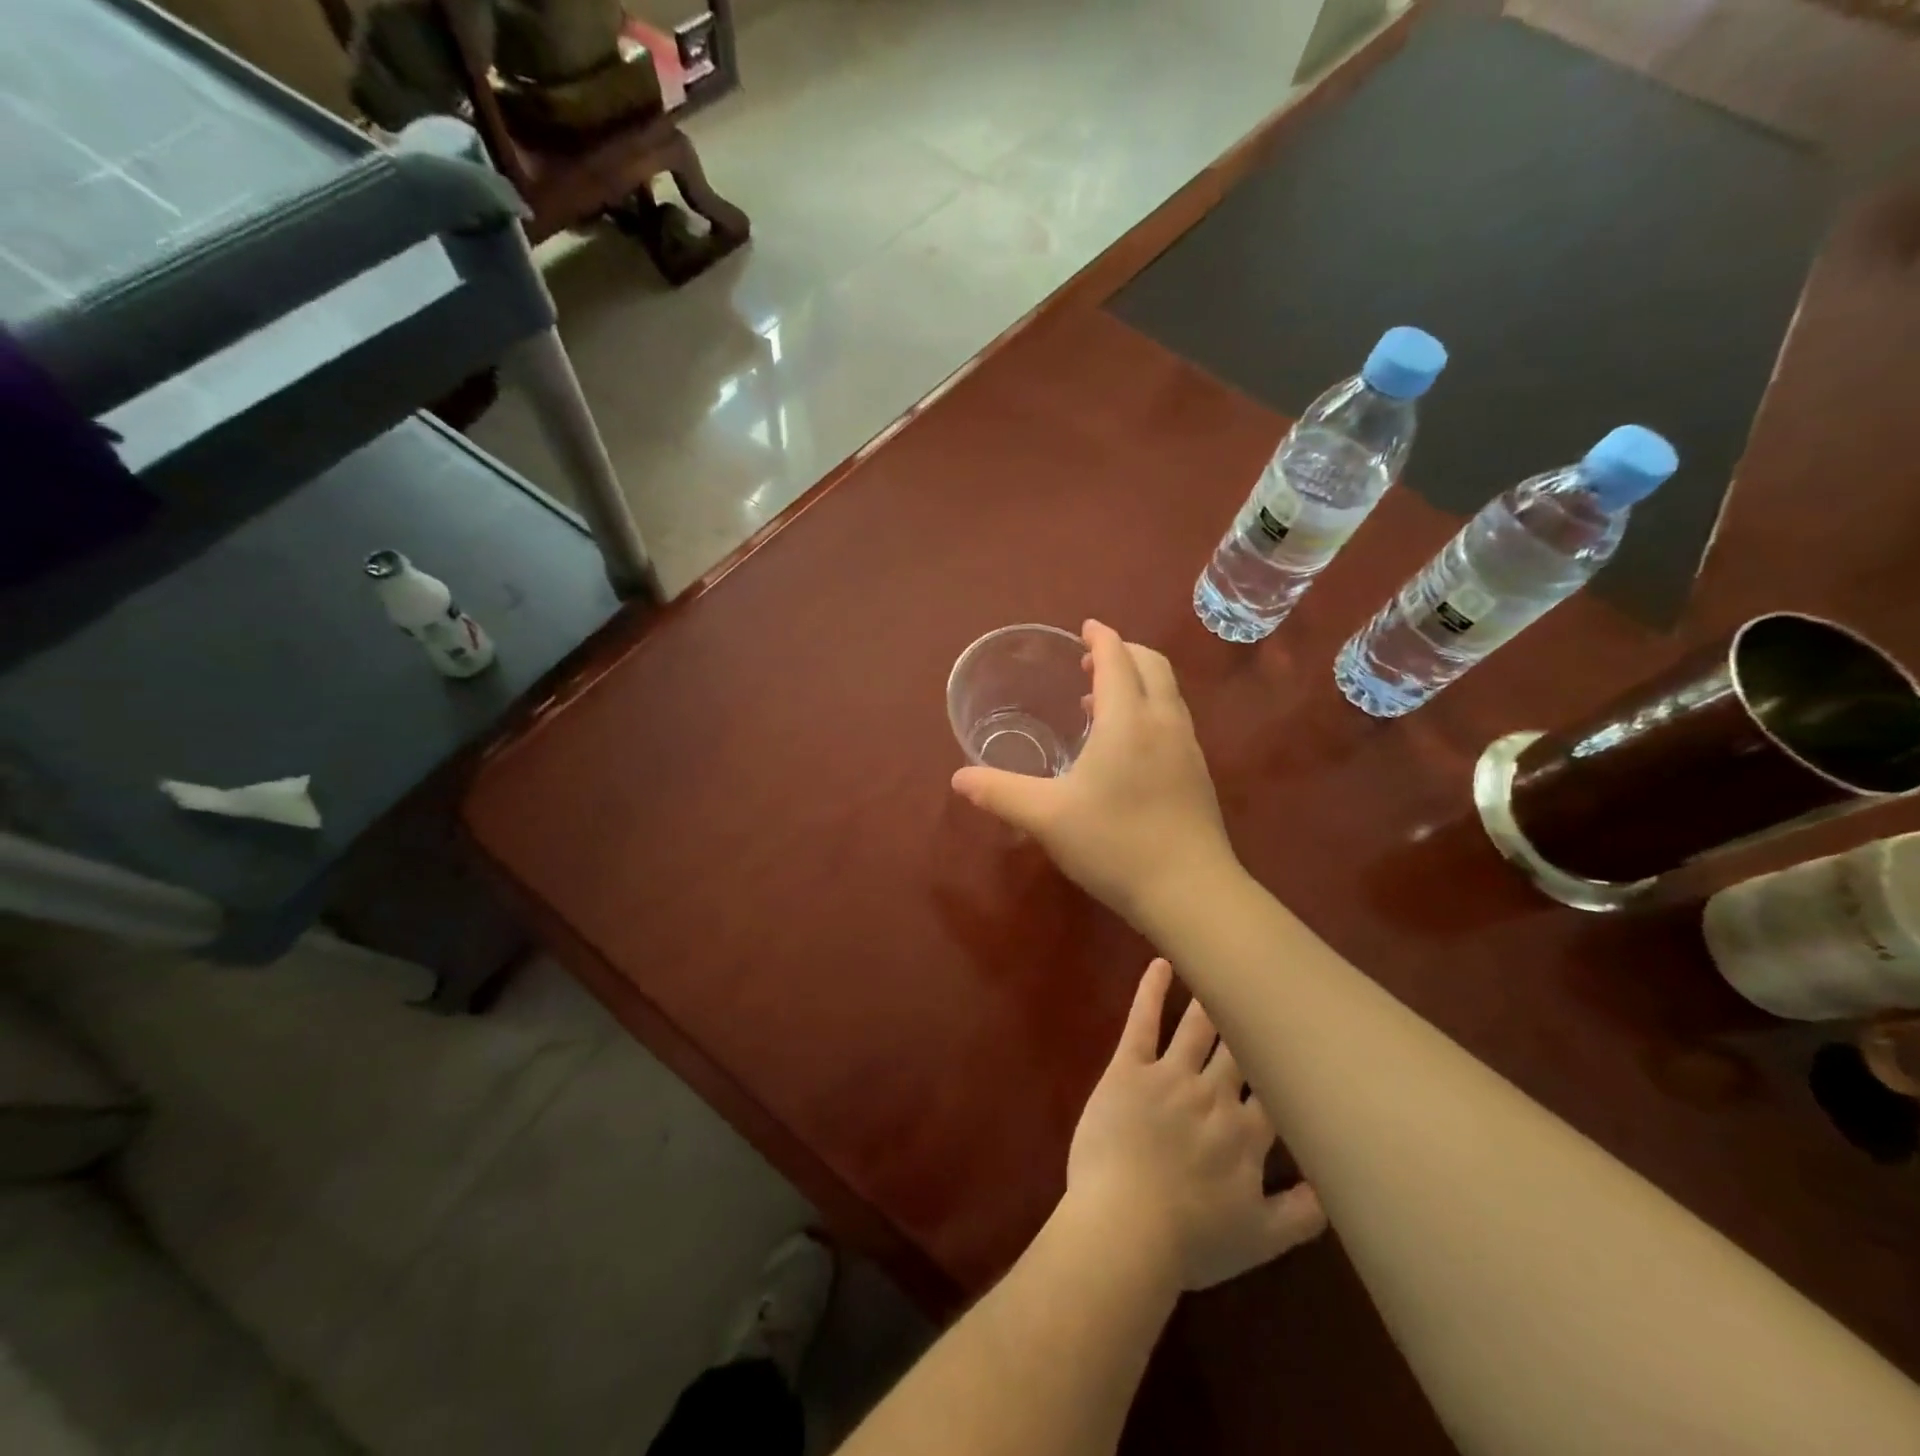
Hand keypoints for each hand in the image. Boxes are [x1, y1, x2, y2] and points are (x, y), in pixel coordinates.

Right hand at [951, 619, 1236, 925]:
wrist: (1191, 892)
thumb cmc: (1115, 843)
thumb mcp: (1047, 817)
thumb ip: (1000, 792)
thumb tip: (958, 778)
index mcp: (1128, 719)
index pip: (1117, 658)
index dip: (1100, 638)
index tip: (1085, 628)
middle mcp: (1163, 722)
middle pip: (1151, 665)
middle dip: (1122, 653)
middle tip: (1090, 663)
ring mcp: (1188, 748)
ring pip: (1166, 694)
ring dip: (1137, 683)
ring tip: (1101, 703)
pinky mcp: (1198, 775)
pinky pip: (1173, 721)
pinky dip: (1149, 711)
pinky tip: (1126, 749)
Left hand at [1064, 958, 1324, 1293]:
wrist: (1125, 1228)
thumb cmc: (1189, 1240)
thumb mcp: (1259, 1241)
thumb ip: (1302, 1214)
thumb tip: (1336, 1188)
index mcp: (1247, 1135)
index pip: (1278, 1089)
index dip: (1291, 1063)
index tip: (1304, 1035)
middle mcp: (1215, 1095)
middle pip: (1241, 1048)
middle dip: (1255, 1018)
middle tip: (1266, 984)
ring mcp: (1170, 1076)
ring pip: (1198, 1028)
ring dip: (1212, 997)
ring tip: (1223, 965)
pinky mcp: (1129, 1067)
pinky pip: (1143, 1022)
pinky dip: (1152, 991)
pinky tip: (1161, 963)